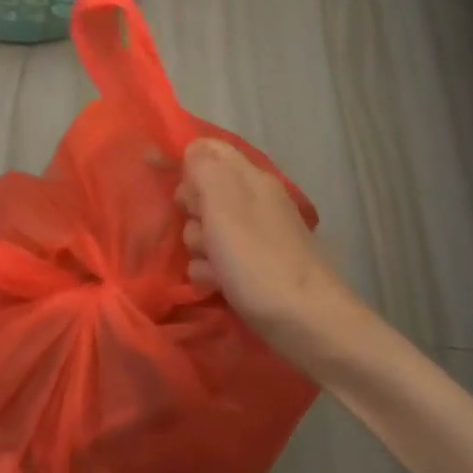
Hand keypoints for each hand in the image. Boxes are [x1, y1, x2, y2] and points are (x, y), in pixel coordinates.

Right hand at [175, 138, 379, 369]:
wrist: (308, 324)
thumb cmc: (259, 262)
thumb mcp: (224, 206)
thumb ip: (205, 169)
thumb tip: (193, 148)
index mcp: (250, 179)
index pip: (207, 150)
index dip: (183, 162)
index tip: (165, 186)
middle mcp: (254, 200)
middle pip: (202, 191)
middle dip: (191, 211)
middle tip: (200, 229)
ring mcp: (256, 235)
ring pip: (205, 228)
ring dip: (198, 247)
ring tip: (213, 266)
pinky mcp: (254, 266)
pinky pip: (217, 258)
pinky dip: (211, 271)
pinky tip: (218, 285)